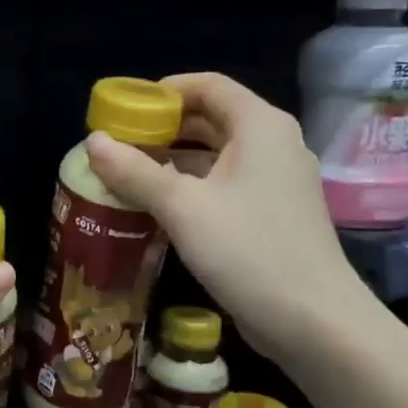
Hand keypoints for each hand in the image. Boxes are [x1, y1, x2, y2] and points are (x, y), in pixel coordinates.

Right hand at [85, 73, 366, 362]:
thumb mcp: (183, 208)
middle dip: (164, 128)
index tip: (125, 108)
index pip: (208, 85)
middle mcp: (274, 144)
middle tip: (119, 143)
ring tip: (128, 173)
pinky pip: (226, 184)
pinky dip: (192, 185)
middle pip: (212, 118)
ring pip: (218, 155)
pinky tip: (159, 206)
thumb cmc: (248, 251)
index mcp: (260, 126)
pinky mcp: (274, 213)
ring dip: (174, 159)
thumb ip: (135, 172)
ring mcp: (278, 181)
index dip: (164, 90)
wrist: (315, 322)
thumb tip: (92, 142)